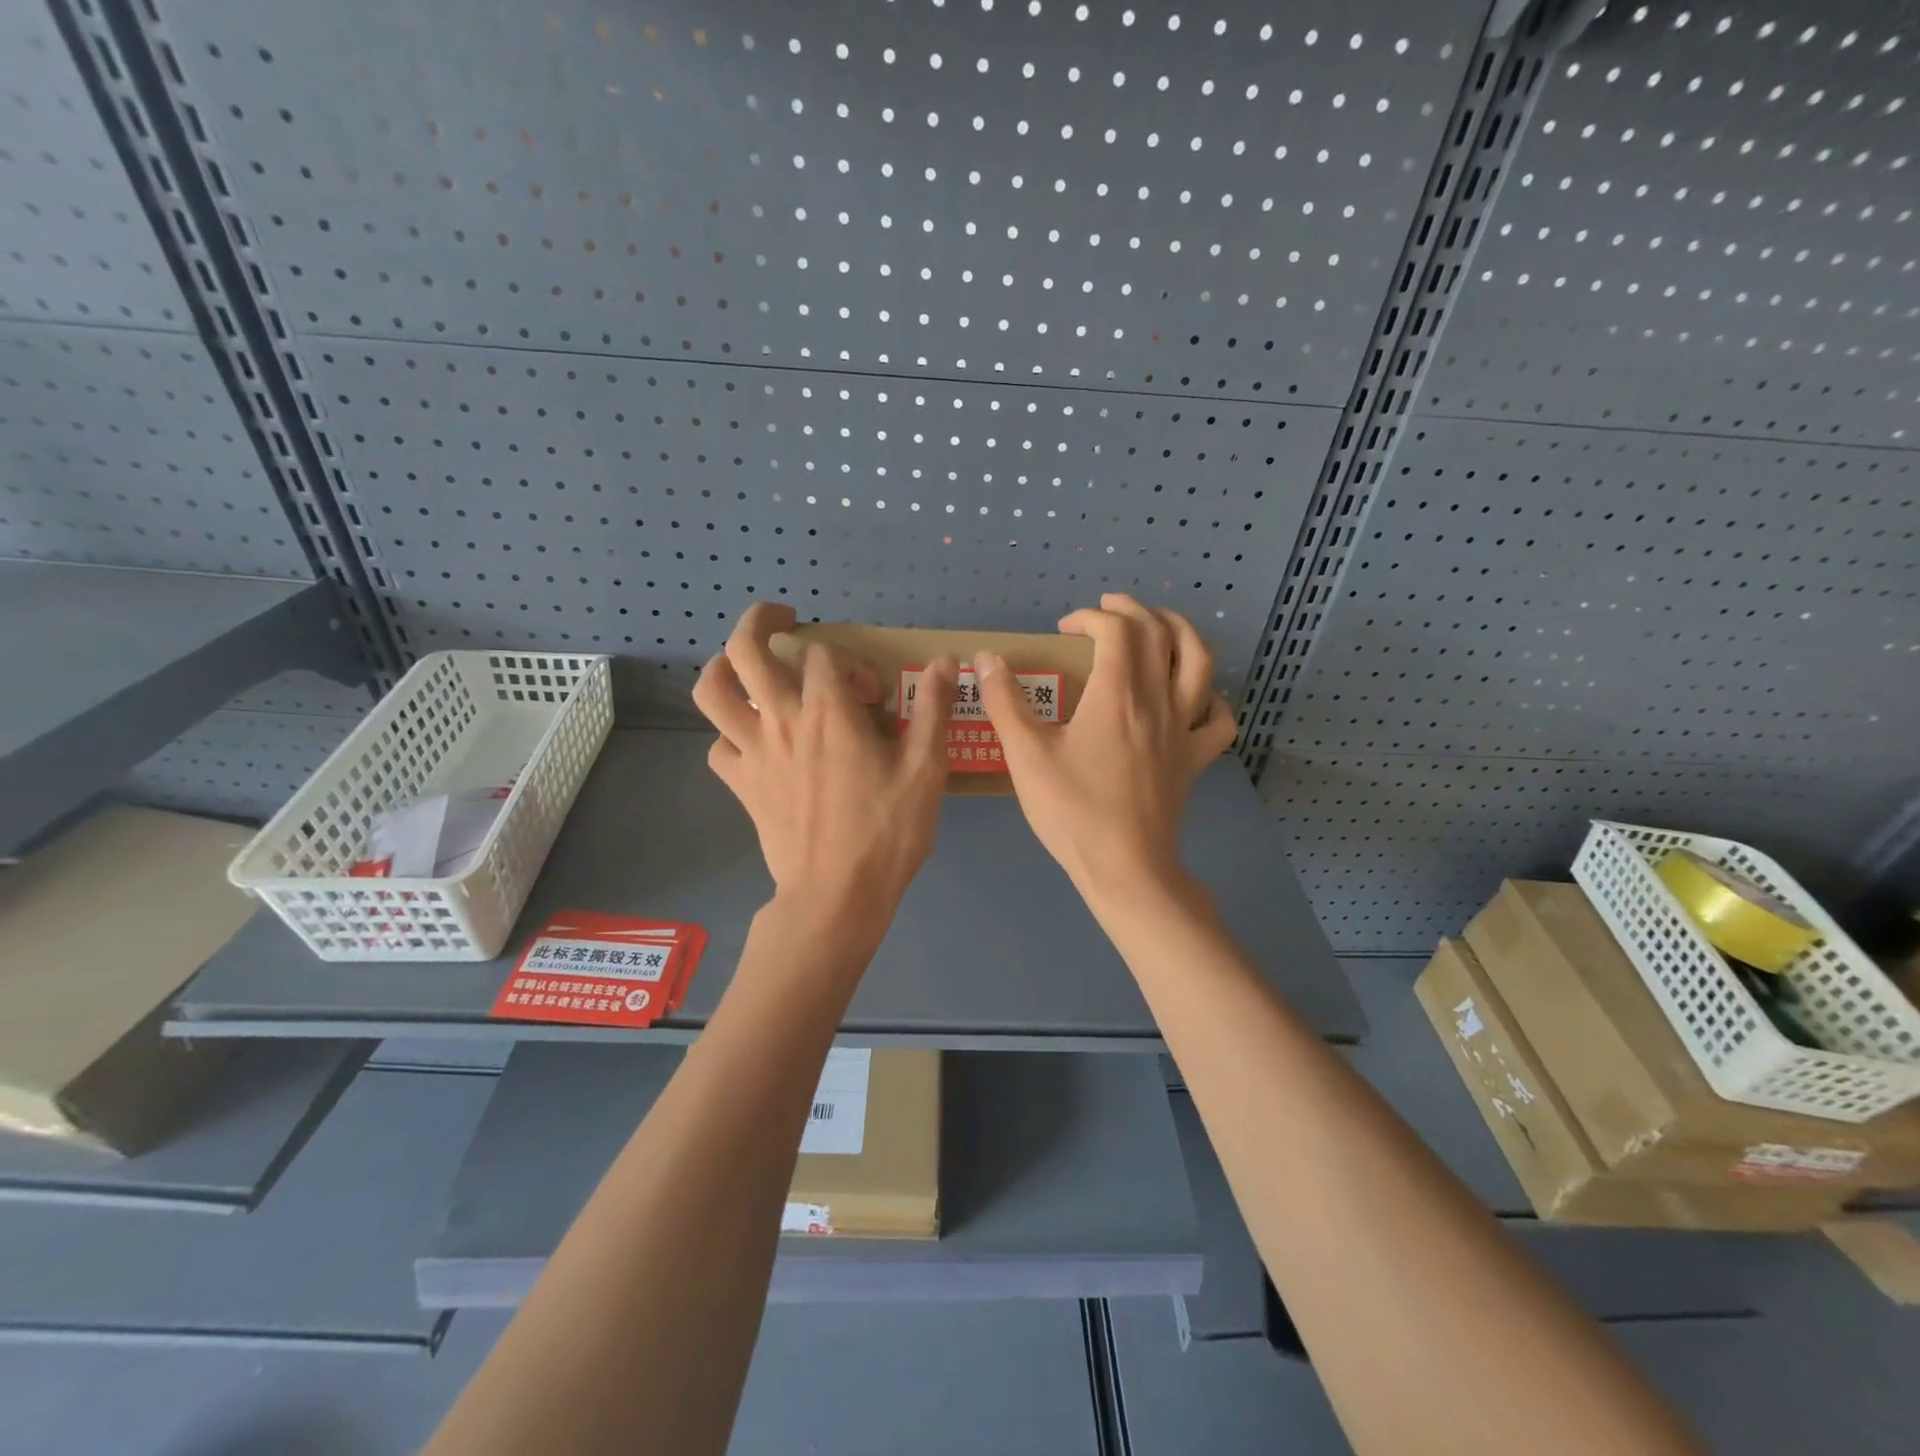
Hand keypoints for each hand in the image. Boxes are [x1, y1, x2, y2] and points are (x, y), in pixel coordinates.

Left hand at [693, 603, 957, 930]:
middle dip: (760, 621)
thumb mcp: (926, 769)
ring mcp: (753, 754)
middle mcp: (781, 722)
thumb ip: (934, 709)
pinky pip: (719, 748)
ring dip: (723, 668)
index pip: (823, 654)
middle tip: (783, 619)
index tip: (874, 695)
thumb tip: (947, 660)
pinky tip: (754, 742)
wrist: (837, 896)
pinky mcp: (741, 786)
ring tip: (746, 667)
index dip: (850, 662)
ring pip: (712, 692)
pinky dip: (731, 735)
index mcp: (827, 712)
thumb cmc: (886, 832)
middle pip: (745, 650)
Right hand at [975, 594, 1236, 899]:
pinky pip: (1218, 719)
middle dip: (1133, 610)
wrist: (1125, 867)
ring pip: (1200, 663)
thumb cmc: (1072, 810)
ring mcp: (1183, 730)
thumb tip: (986, 659)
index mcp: (1117, 694)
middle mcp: (1158, 700)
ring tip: (1160, 626)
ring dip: (1181, 632)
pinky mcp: (1195, 760)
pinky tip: (1194, 697)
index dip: (1090, 618)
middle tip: (1108, 608)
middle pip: (1160, 633)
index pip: (1115, 630)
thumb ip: (1005, 702)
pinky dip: (1211, 698)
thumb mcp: (1026, 755)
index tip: (1064, 629)